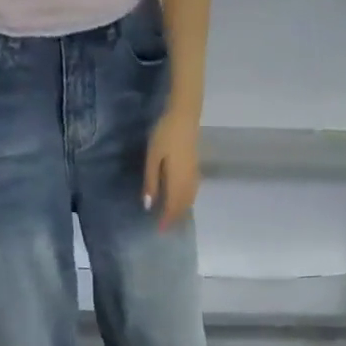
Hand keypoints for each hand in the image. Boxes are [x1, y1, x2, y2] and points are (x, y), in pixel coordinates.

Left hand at [143, 107, 200, 231]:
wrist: (185, 114)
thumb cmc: (165, 134)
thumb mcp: (153, 158)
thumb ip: (151, 182)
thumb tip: (148, 205)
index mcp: (177, 183)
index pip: (172, 208)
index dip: (166, 220)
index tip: (160, 231)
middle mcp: (188, 183)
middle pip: (182, 207)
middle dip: (174, 218)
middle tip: (166, 227)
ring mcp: (194, 176)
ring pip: (189, 201)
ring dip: (181, 211)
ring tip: (173, 218)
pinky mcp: (196, 169)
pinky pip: (193, 192)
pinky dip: (187, 201)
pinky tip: (182, 200)